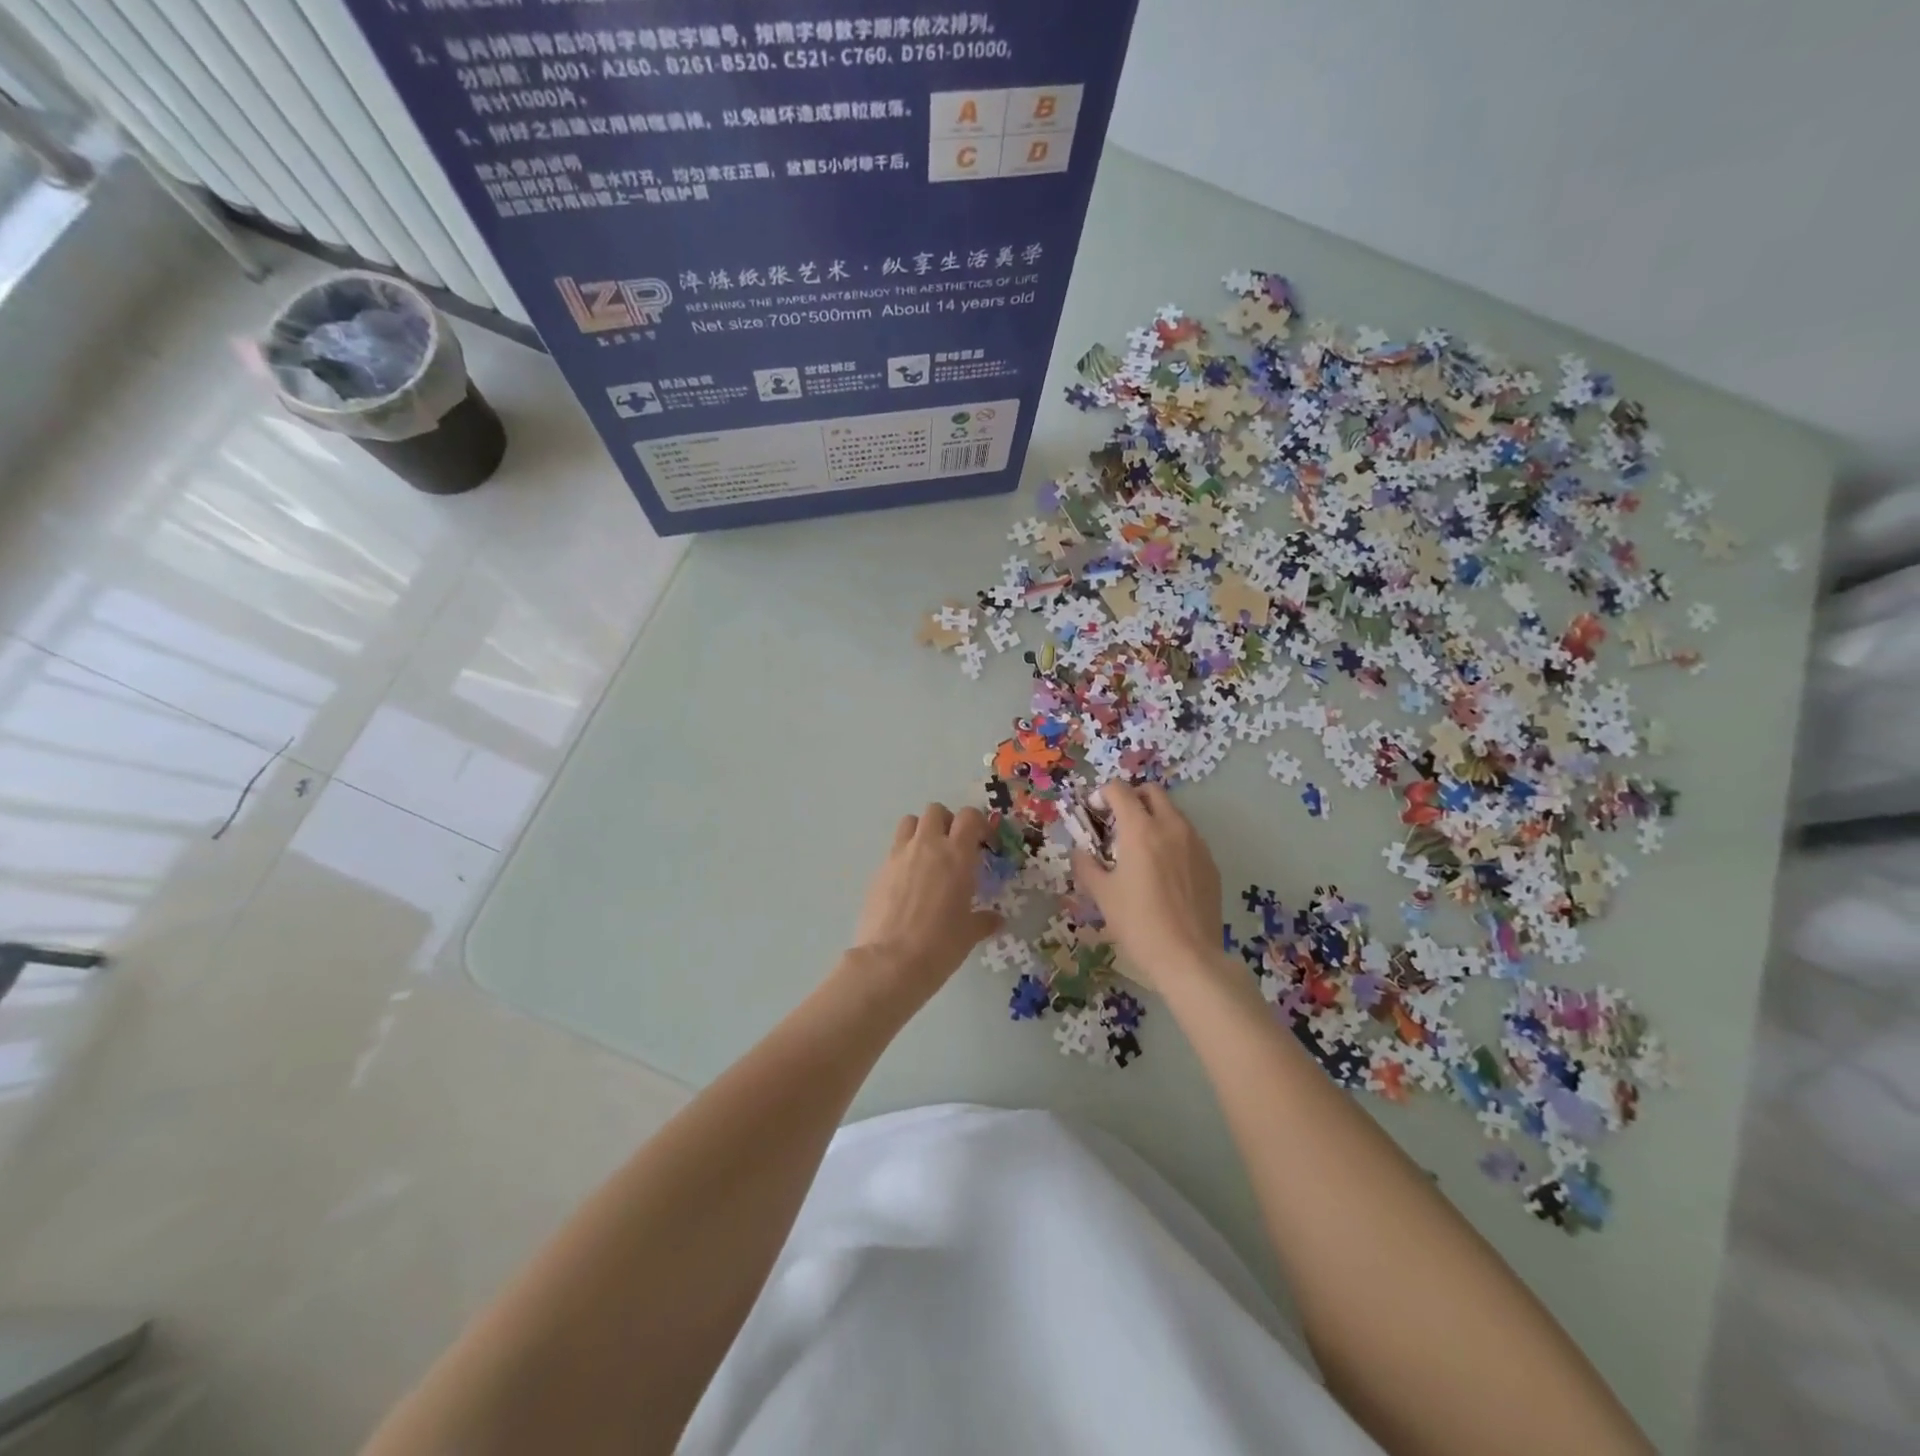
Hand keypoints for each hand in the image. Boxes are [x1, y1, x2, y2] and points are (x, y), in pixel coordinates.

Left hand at [851, 803, 1001, 989]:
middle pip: (935, 811)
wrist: (890, 962)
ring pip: (909, 822)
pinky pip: (894, 850)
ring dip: (921, 831)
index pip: (969, 817)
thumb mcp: (969, 933)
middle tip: (954, 847)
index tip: (983, 842)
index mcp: (956, 855)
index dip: (978, 824)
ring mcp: (899, 856)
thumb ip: (983, 920)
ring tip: (928, 857)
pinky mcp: (879, 871)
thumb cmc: (940, 945)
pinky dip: (903, 856)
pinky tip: (907, 883)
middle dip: (947, 822)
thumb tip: (996, 920)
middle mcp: (927, 846)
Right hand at [1073, 783, 1225, 981]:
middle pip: (1151, 791)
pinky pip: (1188, 837)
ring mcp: (1196, 843)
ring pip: (1173, 813)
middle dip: (1132, 798)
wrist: (1189, 958)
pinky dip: (1172, 840)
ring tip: (1141, 849)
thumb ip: (1086, 865)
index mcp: (1141, 830)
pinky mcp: (1210, 862)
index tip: (1094, 814)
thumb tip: (1080, 852)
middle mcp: (1171, 827)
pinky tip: (1164, 872)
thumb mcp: (1102, 895)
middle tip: (1118, 824)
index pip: (1118, 790)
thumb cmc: (1139, 924)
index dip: (1102, 795)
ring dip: (1154, 817)